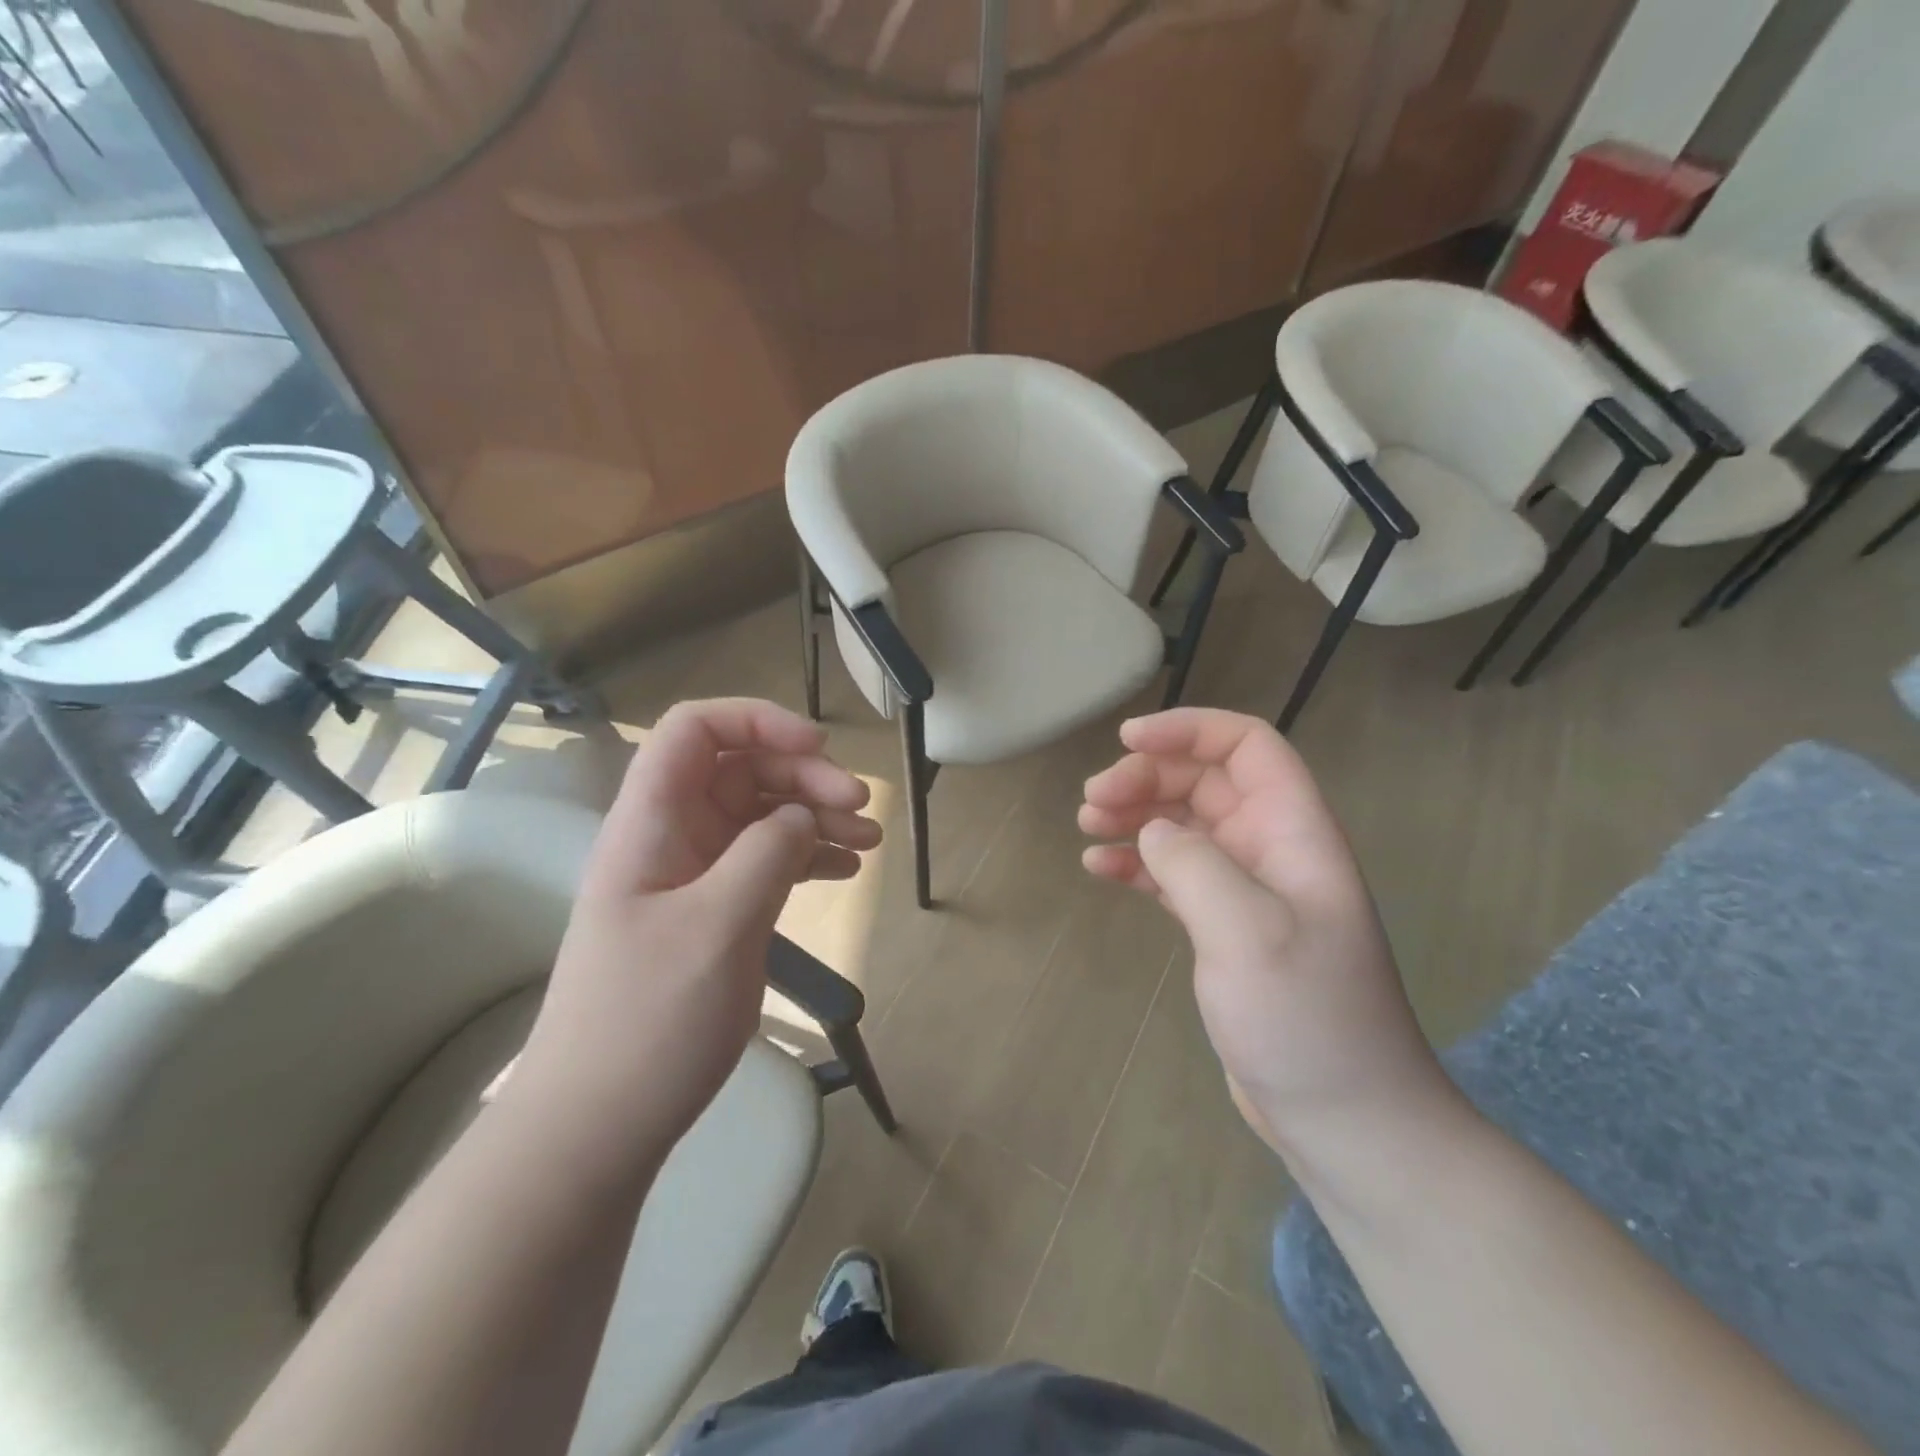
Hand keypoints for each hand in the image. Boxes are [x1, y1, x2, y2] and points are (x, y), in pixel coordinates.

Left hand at [513, 699, 880, 1166]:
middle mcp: (671, 837)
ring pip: (759, 816)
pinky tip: (842, 871)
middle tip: (861, 808)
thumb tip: (801, 815)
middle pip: (740, 769)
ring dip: (815, 816)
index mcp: (651, 822)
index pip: (695, 730)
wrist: (598, 1124)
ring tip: (867, 842)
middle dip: (804, 776)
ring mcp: (692, 877)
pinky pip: (764, 862)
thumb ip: (766, 853)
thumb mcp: (717, 926)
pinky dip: (805, 856)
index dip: (757, 719)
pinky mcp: (712, 913)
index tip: (817, 748)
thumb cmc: (648, 1020)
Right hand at [1080, 708, 1453, 1162]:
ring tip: (1087, 825)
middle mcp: (1271, 849)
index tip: (1127, 739)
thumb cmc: (1307, 1020)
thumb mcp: (1248, 933)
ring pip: (1183, 824)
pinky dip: (1135, 863)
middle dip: (1146, 777)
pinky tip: (1098, 869)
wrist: (1343, 1117)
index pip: (1246, 746)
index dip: (1188, 729)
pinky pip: (1172, 873)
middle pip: (1204, 781)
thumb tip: (1151, 831)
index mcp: (1294, 833)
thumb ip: (1193, 865)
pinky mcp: (1222, 927)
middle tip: (1092, 801)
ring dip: (1134, 815)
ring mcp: (1246, 889)